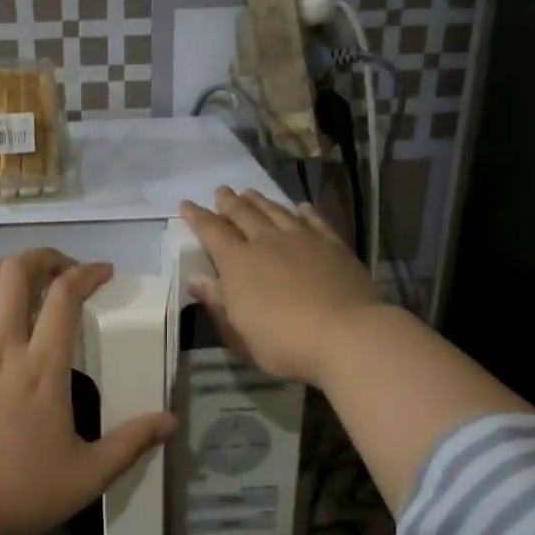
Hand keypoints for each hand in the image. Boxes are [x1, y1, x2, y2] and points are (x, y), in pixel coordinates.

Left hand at [0, 249, 175, 534]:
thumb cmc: (22, 494)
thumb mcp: (89, 475)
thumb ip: (132, 442)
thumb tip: (172, 420)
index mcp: (43, 369)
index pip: (66, 297)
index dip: (86, 273)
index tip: (101, 272)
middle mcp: (2, 349)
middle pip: (16, 274)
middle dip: (42, 258)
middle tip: (59, 269)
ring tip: (16, 278)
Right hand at [180, 186, 383, 387]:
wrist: (348, 335)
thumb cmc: (284, 343)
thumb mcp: (239, 333)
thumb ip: (218, 304)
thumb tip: (197, 281)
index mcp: (238, 263)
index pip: (212, 232)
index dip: (197, 217)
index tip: (186, 205)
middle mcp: (267, 242)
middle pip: (244, 214)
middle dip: (229, 202)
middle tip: (221, 191)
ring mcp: (303, 240)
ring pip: (276, 211)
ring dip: (261, 201)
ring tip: (251, 192)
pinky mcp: (333, 245)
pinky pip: (314, 220)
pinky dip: (304, 211)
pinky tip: (301, 207)